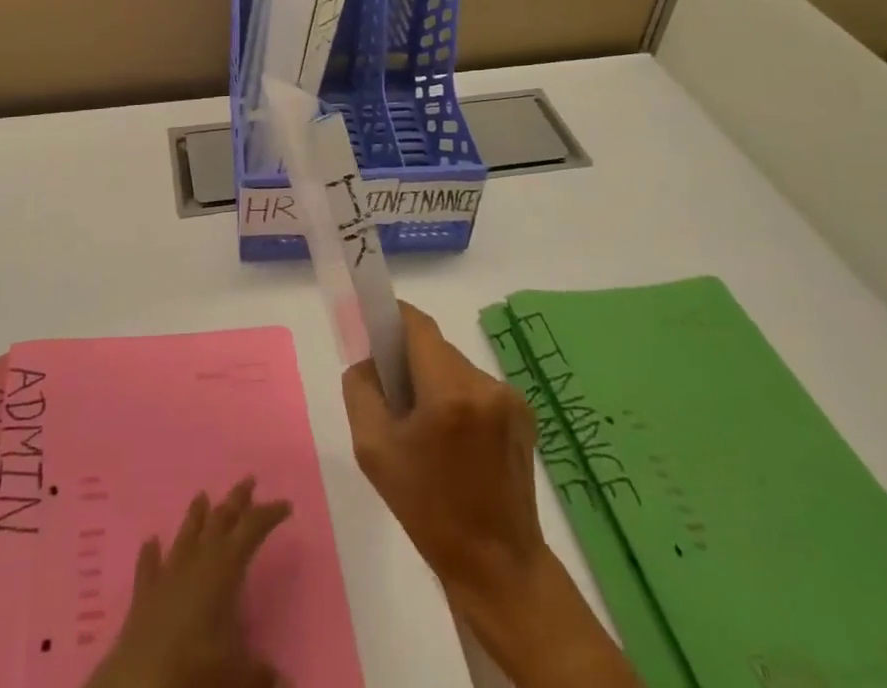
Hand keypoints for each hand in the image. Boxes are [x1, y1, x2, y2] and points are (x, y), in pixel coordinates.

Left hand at [84, 478, 291, 687]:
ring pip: (186, 534)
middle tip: (249, 480)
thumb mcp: (238, 674)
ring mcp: (168, 573)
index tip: (285, 504)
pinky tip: (150, 540)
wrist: (139, 683)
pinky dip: (151, 552)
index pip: (252, 529)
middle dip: (236, 500)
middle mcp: (197, 560)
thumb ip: (261, 672)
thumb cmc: (196, 670)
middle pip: (220, 520)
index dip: (269, 514)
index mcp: (224, 568)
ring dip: (196, 515)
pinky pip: (148, 565)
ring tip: (202, 495)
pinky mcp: (144, 594)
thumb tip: (284, 681)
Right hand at [342, 301, 545, 604]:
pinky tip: (455, 441)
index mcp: (448, 391)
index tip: (373, 332)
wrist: (498, 568)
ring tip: (426, 428)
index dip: (391, 319)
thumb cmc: (428, 511)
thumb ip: (361, 390)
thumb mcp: (373, 451)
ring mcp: (510, 398)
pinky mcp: (524, 415)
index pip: (416, 324)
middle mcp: (484, 384)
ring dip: (435, 382)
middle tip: (393, 398)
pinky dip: (458, 399)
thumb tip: (369, 361)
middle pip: (435, 347)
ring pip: (456, 367)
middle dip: (410, 361)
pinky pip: (477, 388)